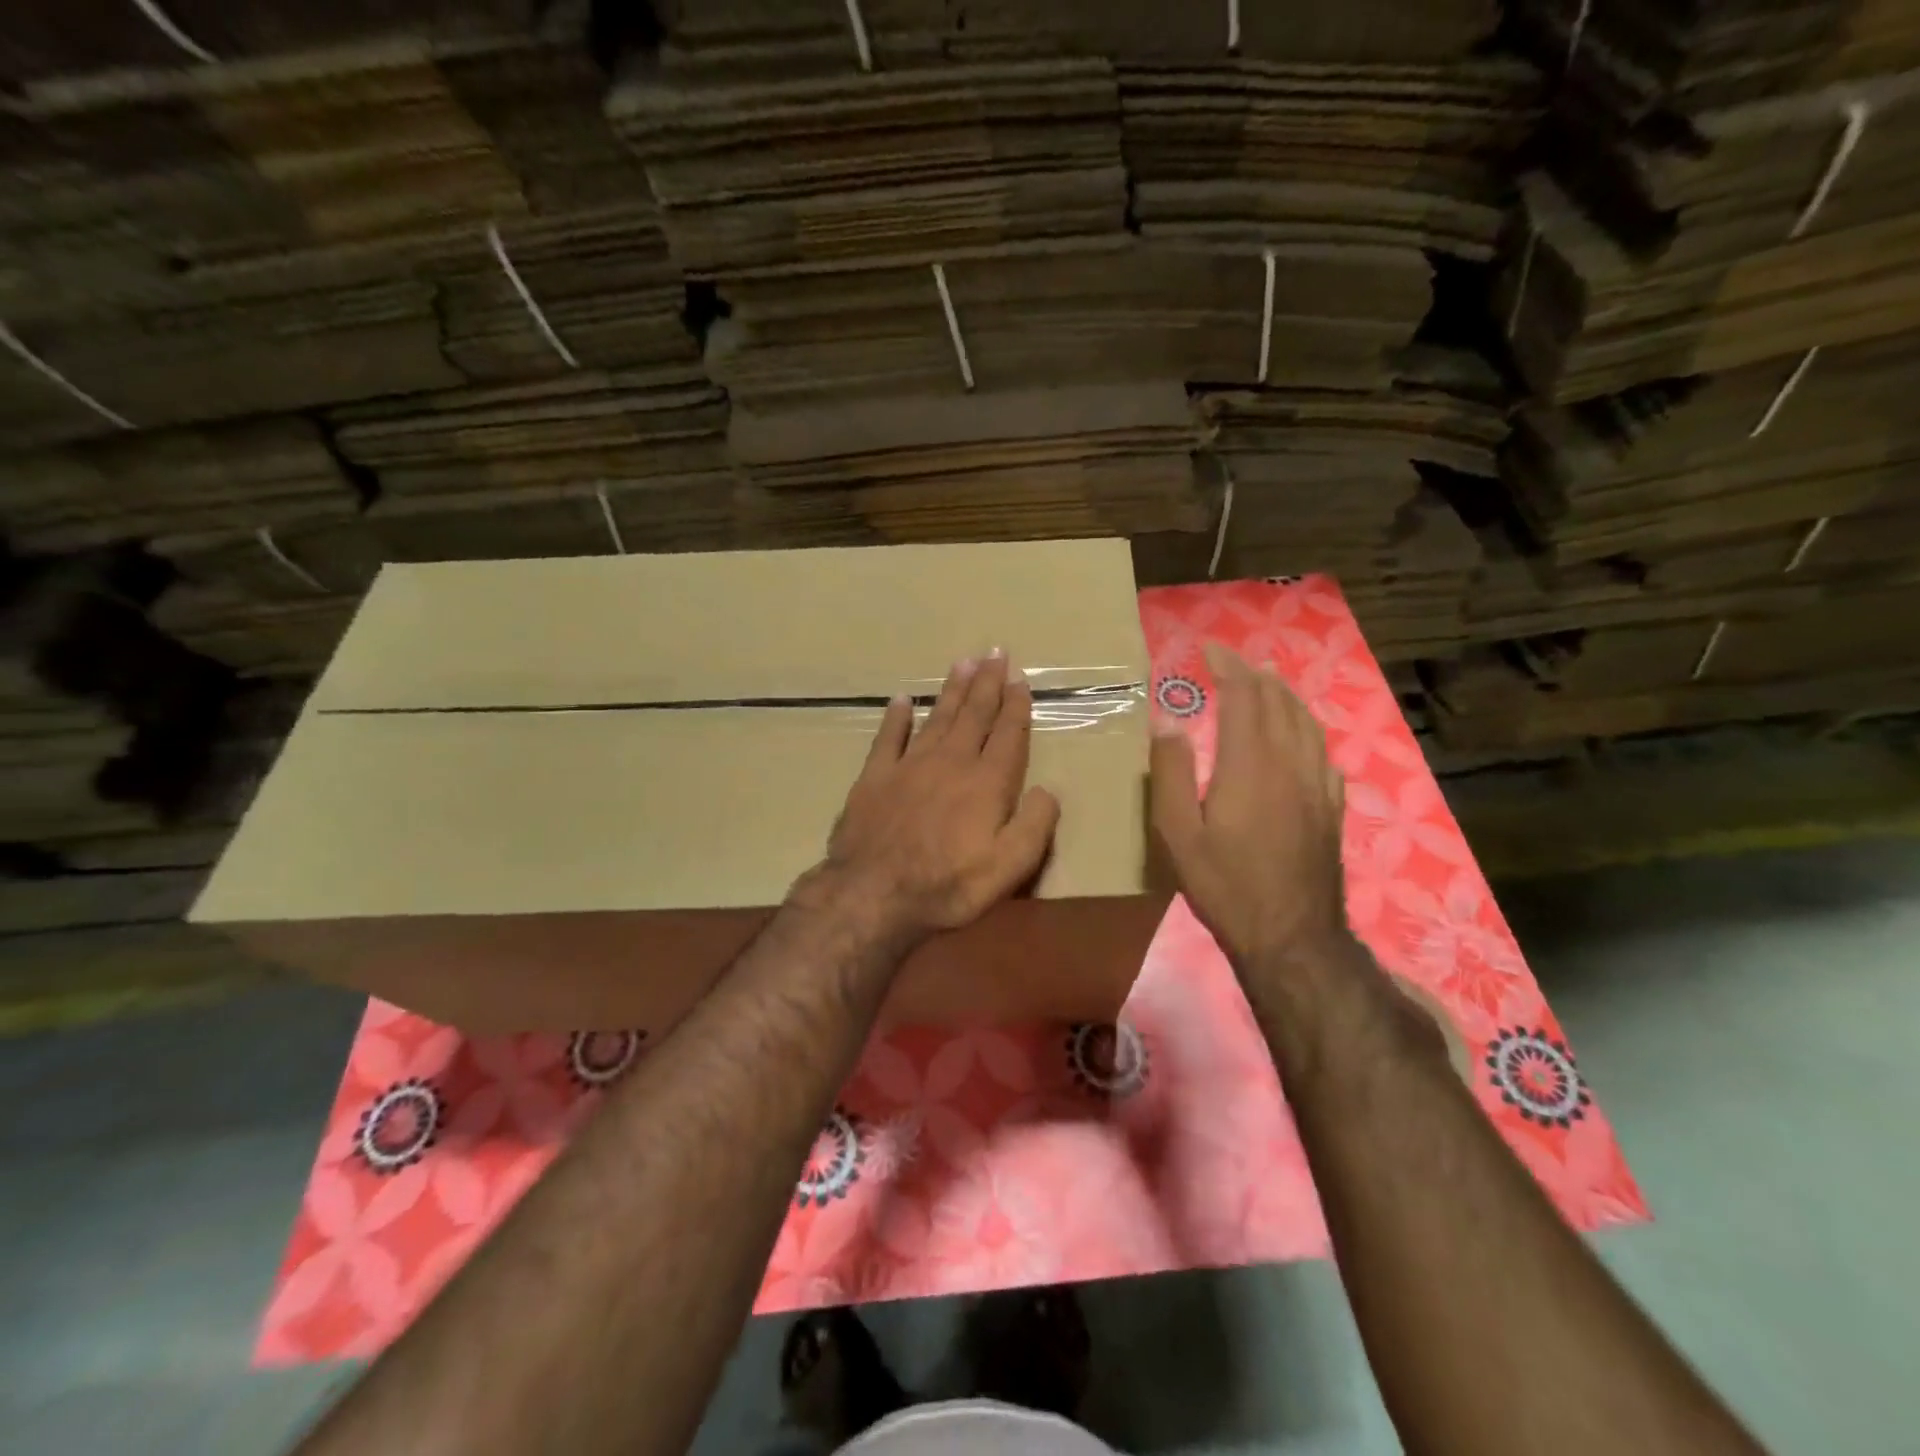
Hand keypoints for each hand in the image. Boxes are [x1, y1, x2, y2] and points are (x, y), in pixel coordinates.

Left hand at [810, 650, 1060, 947]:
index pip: (1007, 735)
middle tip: (994, 652)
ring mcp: (909, 765)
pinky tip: (903, 699)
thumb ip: (1035, 825)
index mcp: (986, 783)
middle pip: (973, 714)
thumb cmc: (947, 885)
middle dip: (986, 683)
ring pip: (937, 717)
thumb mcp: (1009, 867)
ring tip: (962, 663)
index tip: (1020, 680)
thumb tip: (1048, 790)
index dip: (1016, 706)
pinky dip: (896, 716)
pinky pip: (888, 737)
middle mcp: (951, 762)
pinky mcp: (875, 776)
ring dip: (951, 690)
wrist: (874, 893)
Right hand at [1150, 644, 1350, 974]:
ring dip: (1283, 695)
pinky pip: (1321, 749)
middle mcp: (1289, 762)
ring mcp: (1317, 784)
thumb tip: (1168, 721)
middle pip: (1278, 702)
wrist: (1291, 935)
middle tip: (1231, 662)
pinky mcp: (1331, 805)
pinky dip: (1304, 726)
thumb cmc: (1224, 884)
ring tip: (1264, 684)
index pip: (1244, 697)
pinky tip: (1297, 733)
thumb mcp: (1178, 833)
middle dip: (1253, 674)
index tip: (1210, 649)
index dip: (1228, 667)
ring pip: (1305, 721)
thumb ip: (1172, 772)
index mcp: (1250, 764)